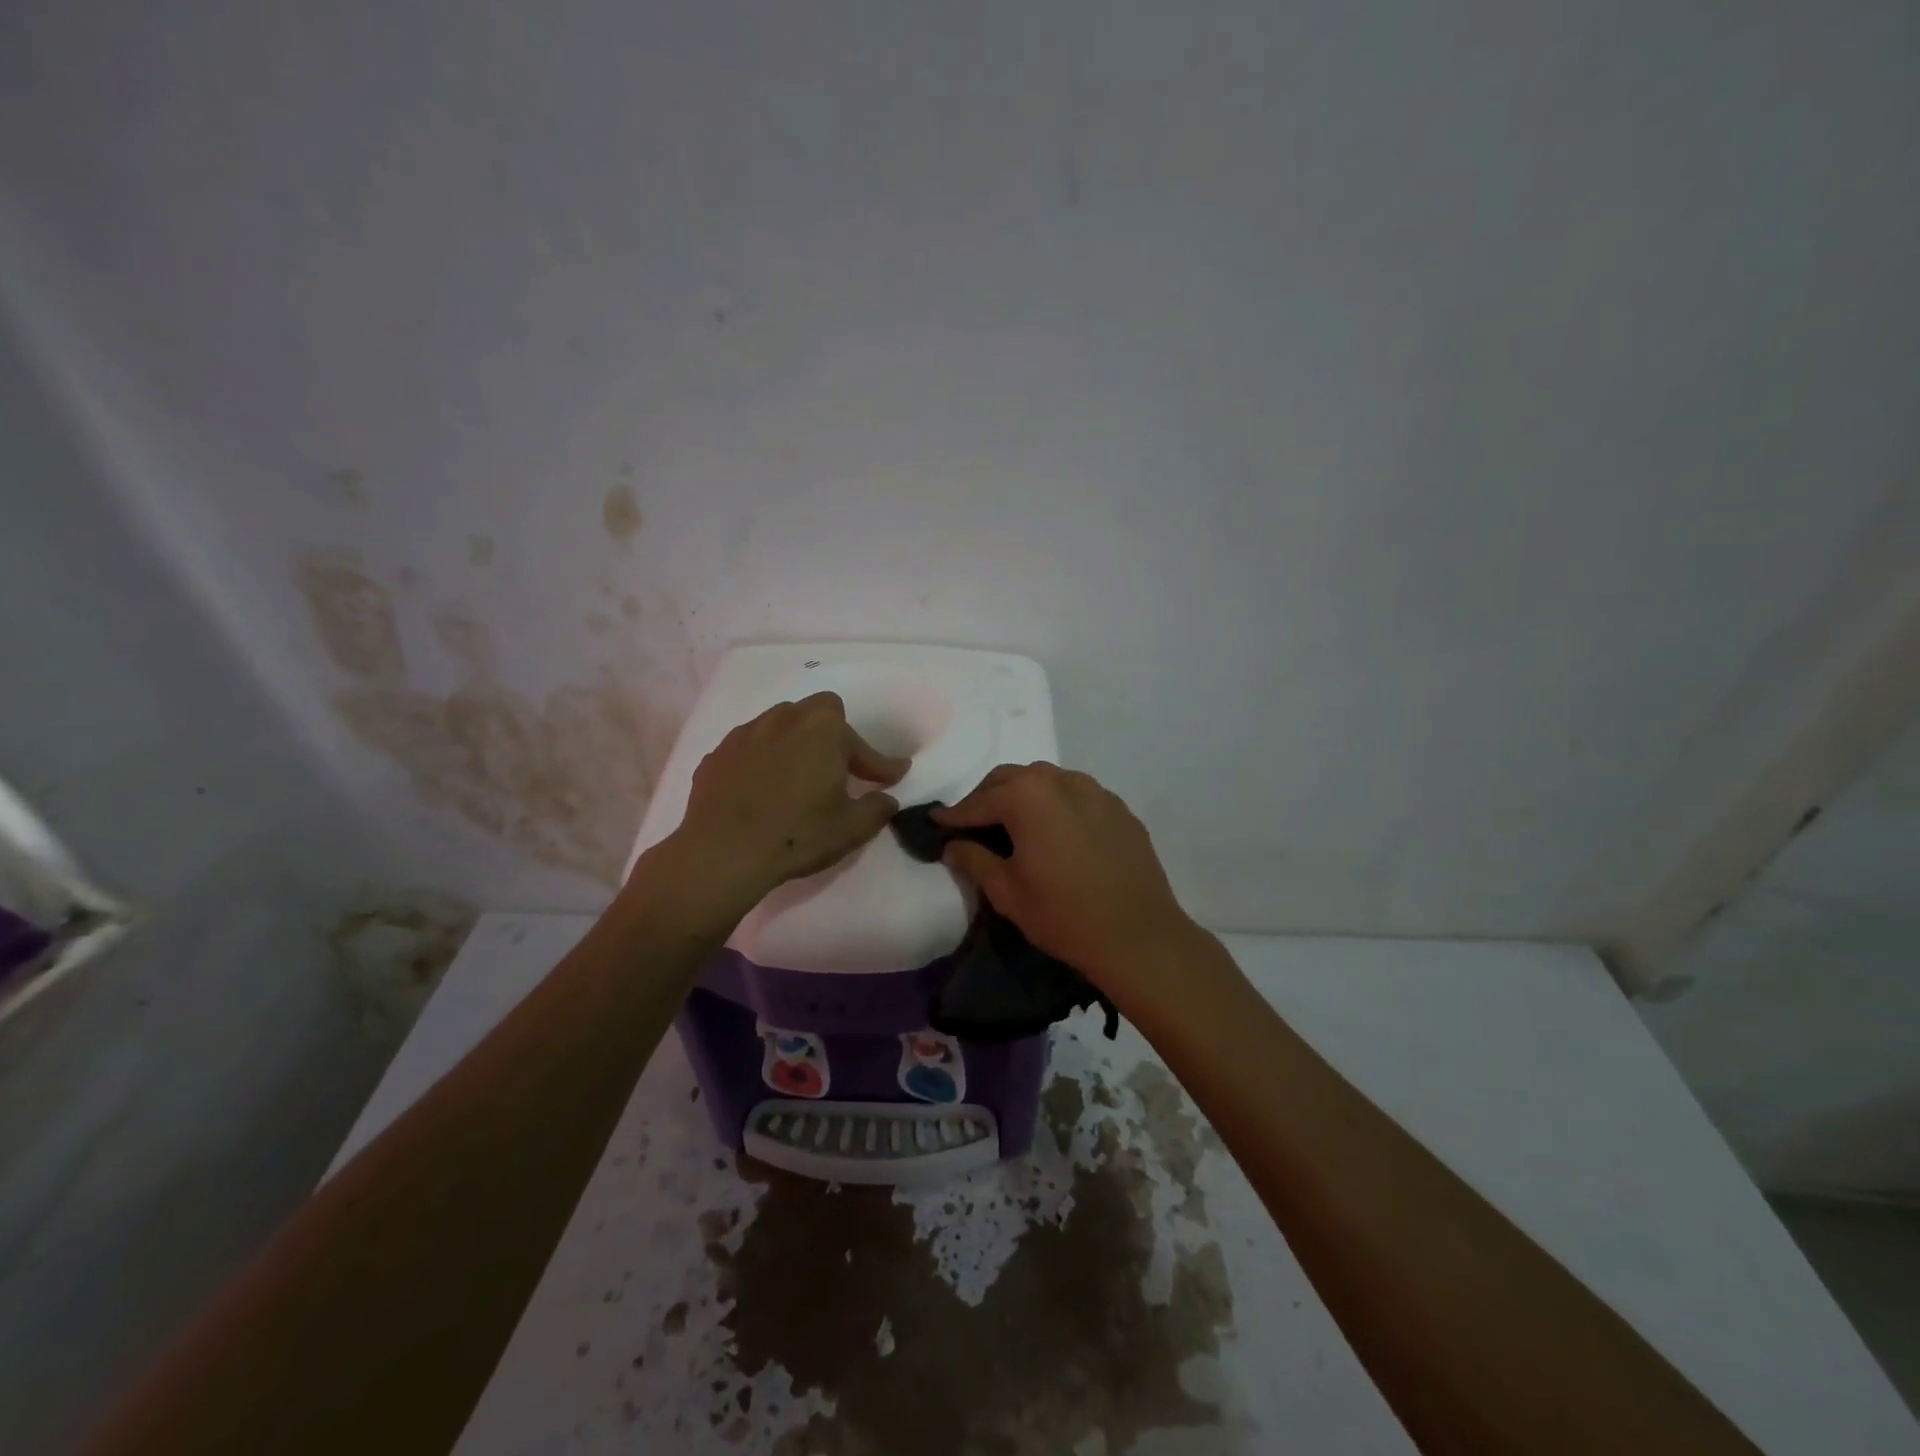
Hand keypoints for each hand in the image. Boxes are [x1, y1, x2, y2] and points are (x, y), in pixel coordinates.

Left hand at [665, 693, 908, 912]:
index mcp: (824, 730)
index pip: (863, 747)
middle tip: (838, 767)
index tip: (894, 775)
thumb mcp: (851, 828)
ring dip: (796, 742)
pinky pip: (751, 747)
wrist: (722, 852)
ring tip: (798, 774)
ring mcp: (747, 733)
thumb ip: (877, 808)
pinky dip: (762, 760)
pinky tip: (761, 788)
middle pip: (819, 712)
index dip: (881, 765)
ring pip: (780, 723)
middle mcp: (786, 719)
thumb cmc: (797, 834)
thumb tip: (886, 798)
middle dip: (834, 734)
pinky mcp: (718, 754)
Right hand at [933, 763, 1200, 999]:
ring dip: (1023, 794)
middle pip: (1012, 778)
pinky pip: (1078, 795)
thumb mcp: (1007, 892)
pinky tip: (1056, 832)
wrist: (1139, 936)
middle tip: (973, 822)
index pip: (980, 801)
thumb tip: (953, 845)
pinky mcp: (1120, 809)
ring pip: (1047, 780)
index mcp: (1028, 796)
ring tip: (1014, 823)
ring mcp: (1096, 791)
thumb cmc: (1064, 914)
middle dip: (988, 796)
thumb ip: (974, 860)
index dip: (955, 814)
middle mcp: (1061, 781)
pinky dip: (1057, 805)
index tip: (937, 822)